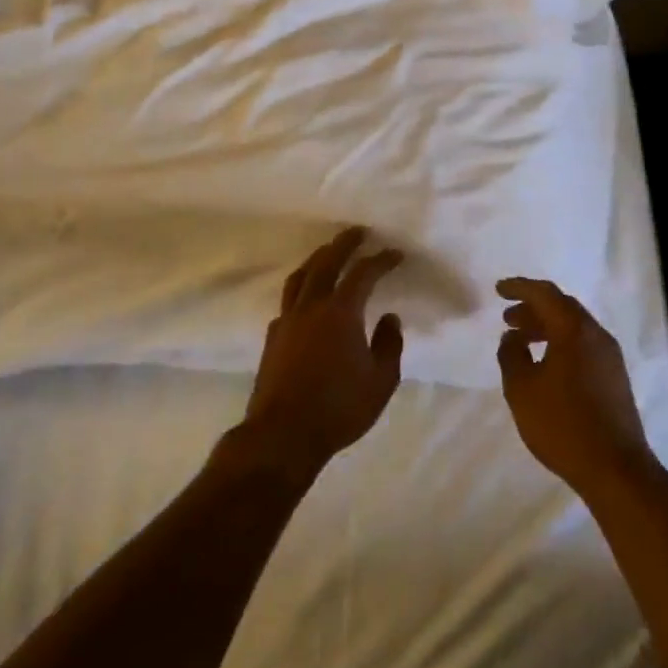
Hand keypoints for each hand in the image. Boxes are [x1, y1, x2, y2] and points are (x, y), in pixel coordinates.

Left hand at [239, 228, 404, 477]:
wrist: (283, 435)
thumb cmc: (339, 408)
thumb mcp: (381, 381)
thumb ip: (389, 345)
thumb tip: (390, 318)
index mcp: (341, 312)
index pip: (363, 274)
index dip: (381, 260)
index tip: (395, 253)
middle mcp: (311, 307)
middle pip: (326, 262)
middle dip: (344, 243)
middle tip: (357, 232)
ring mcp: (287, 321)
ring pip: (300, 277)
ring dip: (317, 259)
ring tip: (328, 253)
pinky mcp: (272, 338)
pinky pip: (288, 301)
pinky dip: (301, 289)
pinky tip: (306, 299)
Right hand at [496, 278, 660, 496]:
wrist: (616, 468)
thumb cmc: (562, 424)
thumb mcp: (522, 389)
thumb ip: (512, 355)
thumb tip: (512, 337)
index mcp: (574, 330)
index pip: (545, 294)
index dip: (519, 288)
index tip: (498, 290)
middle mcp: (596, 335)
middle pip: (562, 308)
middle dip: (533, 308)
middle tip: (508, 319)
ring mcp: (610, 357)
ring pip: (574, 328)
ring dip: (546, 328)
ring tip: (521, 342)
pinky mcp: (615, 378)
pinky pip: (583, 346)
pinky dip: (560, 344)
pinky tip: (546, 365)